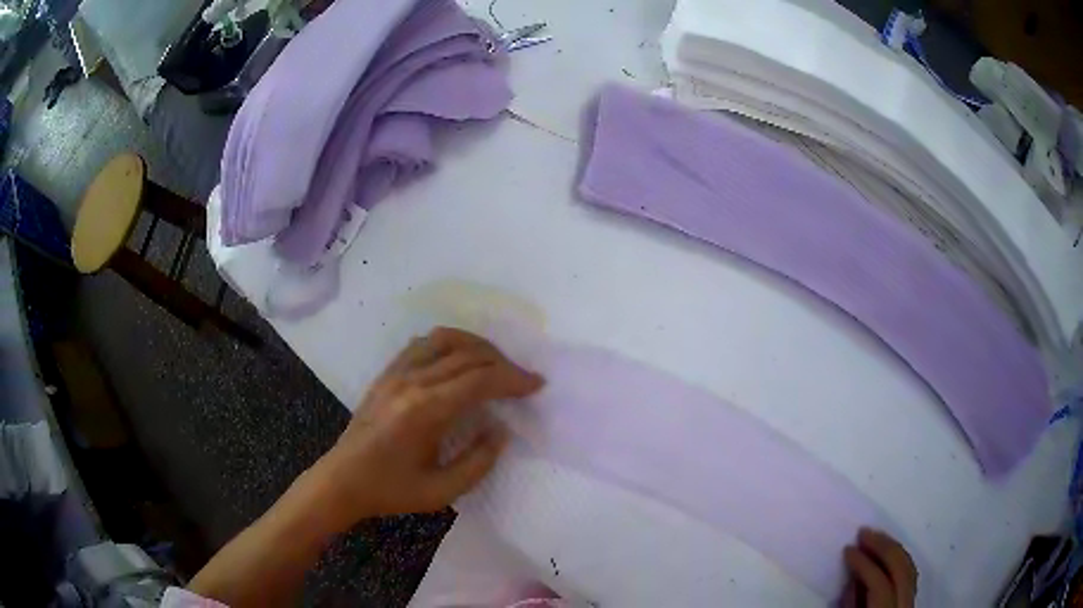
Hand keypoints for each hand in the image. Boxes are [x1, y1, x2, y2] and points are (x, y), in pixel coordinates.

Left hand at [314, 327, 543, 525]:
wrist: (342, 480)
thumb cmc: (390, 491)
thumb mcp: (441, 491)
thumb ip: (478, 462)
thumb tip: (500, 429)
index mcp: (425, 411)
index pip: (480, 380)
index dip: (513, 379)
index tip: (537, 385)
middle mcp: (411, 382)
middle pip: (468, 355)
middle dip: (504, 363)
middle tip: (523, 379)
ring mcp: (396, 372)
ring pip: (445, 339)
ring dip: (478, 346)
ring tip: (497, 364)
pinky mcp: (387, 372)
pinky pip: (423, 343)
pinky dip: (450, 343)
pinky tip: (461, 359)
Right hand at [842, 528, 917, 606]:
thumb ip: (850, 605)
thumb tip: (853, 578)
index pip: (880, 584)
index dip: (864, 564)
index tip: (848, 549)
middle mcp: (905, 607)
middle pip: (901, 569)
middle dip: (883, 547)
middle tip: (863, 532)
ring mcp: (912, 604)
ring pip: (910, 567)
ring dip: (893, 549)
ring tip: (875, 537)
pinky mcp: (912, 602)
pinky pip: (910, 574)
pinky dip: (899, 559)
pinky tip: (887, 554)